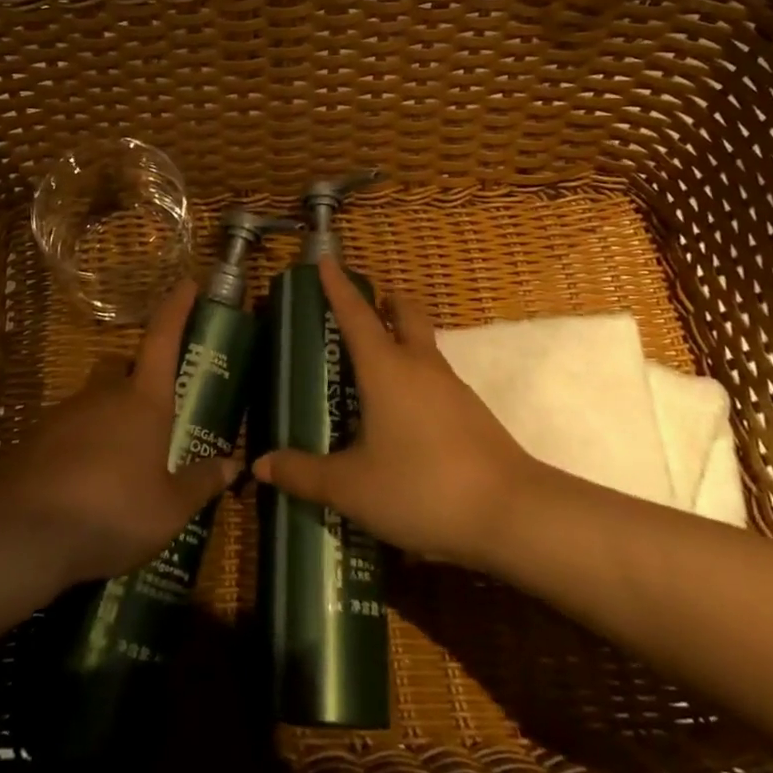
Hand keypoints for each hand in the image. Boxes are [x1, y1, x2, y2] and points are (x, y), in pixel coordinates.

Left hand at [0, 280, 240, 589]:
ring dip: (108, 416)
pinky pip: (67, 430)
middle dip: (137, 375)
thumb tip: (234, 465)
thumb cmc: (112, 512)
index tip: (188, 282)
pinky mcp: (35, 440)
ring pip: (93, 399)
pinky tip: (85, 483)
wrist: (23, 536)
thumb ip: (201, 483)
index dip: (177, 308)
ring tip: (120, 463)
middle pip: (122, 366)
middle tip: (153, 410)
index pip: (164, 338)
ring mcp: (64, 414)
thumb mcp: (169, 509)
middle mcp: (104, 395)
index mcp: (143, 401)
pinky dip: (80, 445)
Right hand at [252, 258, 538, 566]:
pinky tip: (401, 417)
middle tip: (363, 309)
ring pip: (423, 347)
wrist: (512, 514)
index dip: (337, 286)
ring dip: (400, 342)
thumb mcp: (352, 487)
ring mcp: (451, 388)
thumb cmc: (421, 486)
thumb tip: (261, 465)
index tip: (326, 259)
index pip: (356, 314)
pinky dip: (415, 379)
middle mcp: (419, 366)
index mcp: (386, 368)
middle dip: (384, 303)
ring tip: (372, 372)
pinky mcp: (471, 413)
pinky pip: (435, 380)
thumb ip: (305, 474)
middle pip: (405, 314)